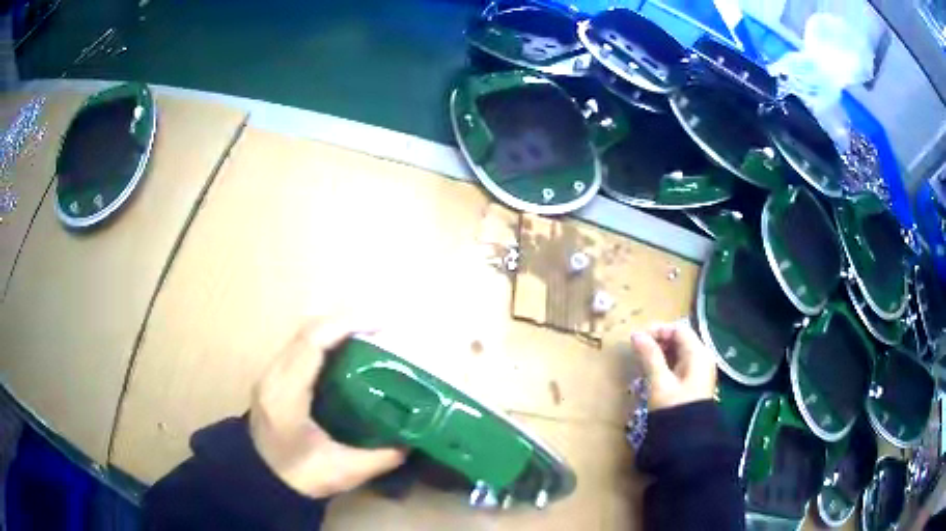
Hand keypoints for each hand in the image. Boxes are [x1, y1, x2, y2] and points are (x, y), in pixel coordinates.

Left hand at [250, 319, 406, 498]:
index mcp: (287, 396)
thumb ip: (380, 457)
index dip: (344, 326)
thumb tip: (411, 441)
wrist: (261, 482)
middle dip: (343, 321)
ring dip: (332, 329)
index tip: (379, 325)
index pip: (311, 344)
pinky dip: (322, 341)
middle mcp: (273, 377)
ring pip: (300, 336)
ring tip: (365, 336)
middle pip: (305, 331)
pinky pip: (297, 347)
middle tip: (379, 328)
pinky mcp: (270, 379)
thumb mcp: (344, 472)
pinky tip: (342, 353)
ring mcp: (268, 375)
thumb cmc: (299, 477)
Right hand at [631, 322, 716, 410]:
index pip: (679, 330)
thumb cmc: (674, 407)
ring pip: (680, 353)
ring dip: (662, 354)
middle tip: (638, 350)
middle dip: (659, 341)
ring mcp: (700, 372)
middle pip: (680, 340)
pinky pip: (681, 365)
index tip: (638, 339)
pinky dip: (667, 364)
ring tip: (643, 362)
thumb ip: (649, 356)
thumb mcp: (659, 381)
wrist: (686, 439)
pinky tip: (654, 373)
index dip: (658, 330)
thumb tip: (636, 335)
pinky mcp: (695, 384)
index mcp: (698, 354)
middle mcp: (703, 358)